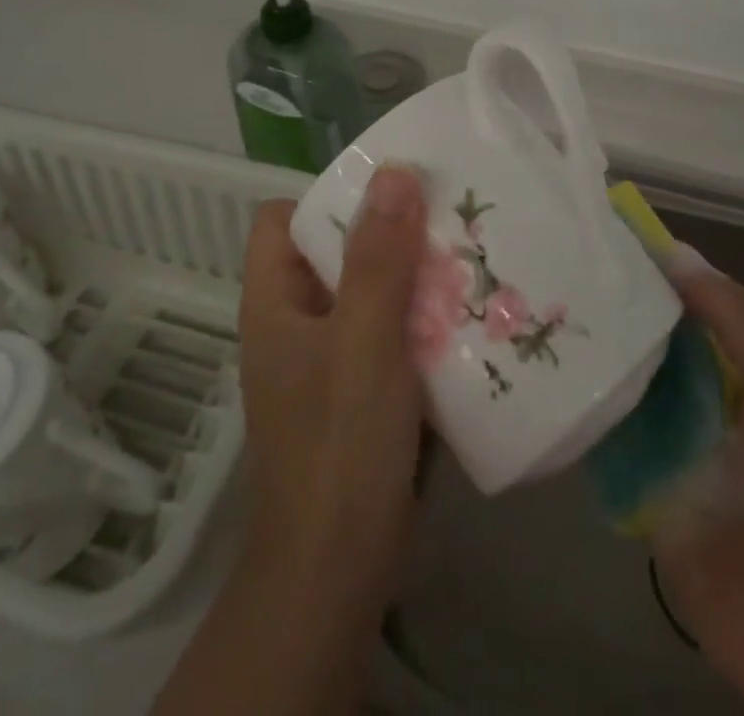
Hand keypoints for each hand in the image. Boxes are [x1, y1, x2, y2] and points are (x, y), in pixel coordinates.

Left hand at [153, 167, 427, 715]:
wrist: (339, 571)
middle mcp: (297, 322)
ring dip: (413, 278)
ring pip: (370, 293)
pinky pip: (391, 335)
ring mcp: (329, 360)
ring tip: (468, 255)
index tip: (387, 190)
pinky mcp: (362, 393)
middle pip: (336, 252)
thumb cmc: (339, 443)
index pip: (283, 220)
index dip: (327, 197)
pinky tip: (468, 315)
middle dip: (389, 233)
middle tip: (446, 215)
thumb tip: (393, 171)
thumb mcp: (362, 339)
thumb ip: (378, 257)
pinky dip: (423, 322)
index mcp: (275, 300)